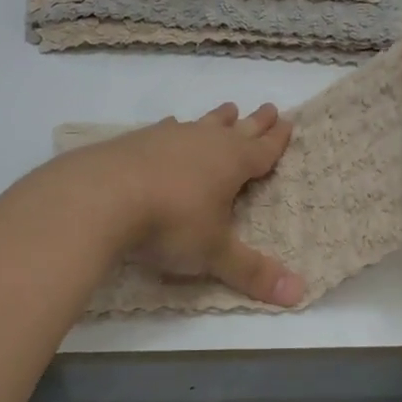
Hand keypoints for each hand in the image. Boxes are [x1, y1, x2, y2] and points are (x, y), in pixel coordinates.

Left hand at [82, 103, 304, 305]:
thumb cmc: (171, 223)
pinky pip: (166, 130)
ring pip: (202, 124)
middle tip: (270, 107)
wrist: (102, 196)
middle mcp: (204, 142)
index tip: (288, 122)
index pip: (263, 150)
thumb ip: (252, 272)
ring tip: (228, 109)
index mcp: (231, 163)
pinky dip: (174, 129)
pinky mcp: (137, 141)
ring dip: (217, 119)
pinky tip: (170, 126)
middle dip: (255, 122)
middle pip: (237, 129)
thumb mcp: (214, 253)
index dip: (277, 140)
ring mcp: (169, 138)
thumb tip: (299, 294)